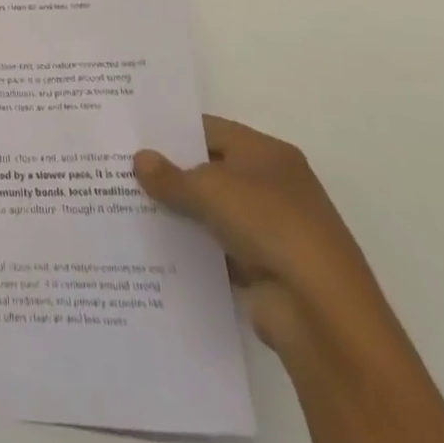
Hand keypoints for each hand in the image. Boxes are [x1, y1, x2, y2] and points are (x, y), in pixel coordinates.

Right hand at [135, 116, 385, 353]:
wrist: (321, 312)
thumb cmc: (269, 225)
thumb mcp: (210, 190)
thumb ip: (170, 176)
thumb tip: (139, 159)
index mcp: (267, 153)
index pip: (210, 129)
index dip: (173, 131)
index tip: (133, 135)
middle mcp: (273, 185)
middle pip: (211, 170)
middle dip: (172, 173)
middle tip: (122, 170)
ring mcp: (271, 229)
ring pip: (213, 212)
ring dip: (180, 214)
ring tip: (128, 207)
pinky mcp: (265, 269)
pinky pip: (218, 249)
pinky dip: (194, 250)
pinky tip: (155, 249)